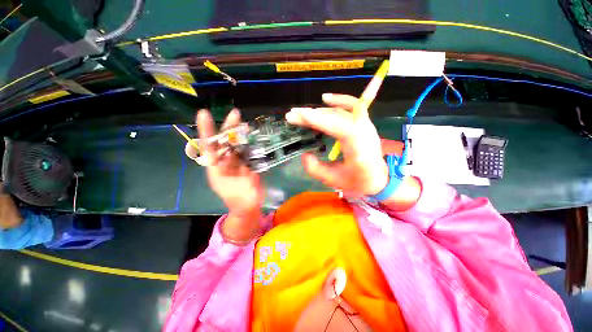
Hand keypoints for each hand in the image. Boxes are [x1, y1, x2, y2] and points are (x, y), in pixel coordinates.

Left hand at [193, 109, 264, 241]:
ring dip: (240, 134)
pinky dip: (249, 142)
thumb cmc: (240, 202)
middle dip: (228, 129)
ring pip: (236, 145)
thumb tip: (244, 165)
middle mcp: (225, 163)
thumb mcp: (240, 195)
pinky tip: (253, 135)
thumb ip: (242, 181)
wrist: (248, 206)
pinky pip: (246, 150)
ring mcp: (236, 162)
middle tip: (235, 114)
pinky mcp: (246, 163)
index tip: (204, 114)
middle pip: (224, 143)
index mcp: (216, 170)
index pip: (209, 148)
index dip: (207, 132)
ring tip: (245, 123)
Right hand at [286, 93, 388, 195]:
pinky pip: (352, 106)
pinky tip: (325, 98)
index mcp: (357, 146)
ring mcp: (365, 124)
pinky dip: (339, 100)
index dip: (315, 120)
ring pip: (339, 111)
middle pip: (335, 115)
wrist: (379, 178)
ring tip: (300, 113)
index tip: (295, 116)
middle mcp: (363, 130)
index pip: (336, 126)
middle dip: (311, 114)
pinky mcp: (363, 123)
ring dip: (318, 111)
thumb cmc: (358, 181)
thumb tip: (304, 154)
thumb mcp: (334, 180)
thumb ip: (315, 169)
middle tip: (291, 115)